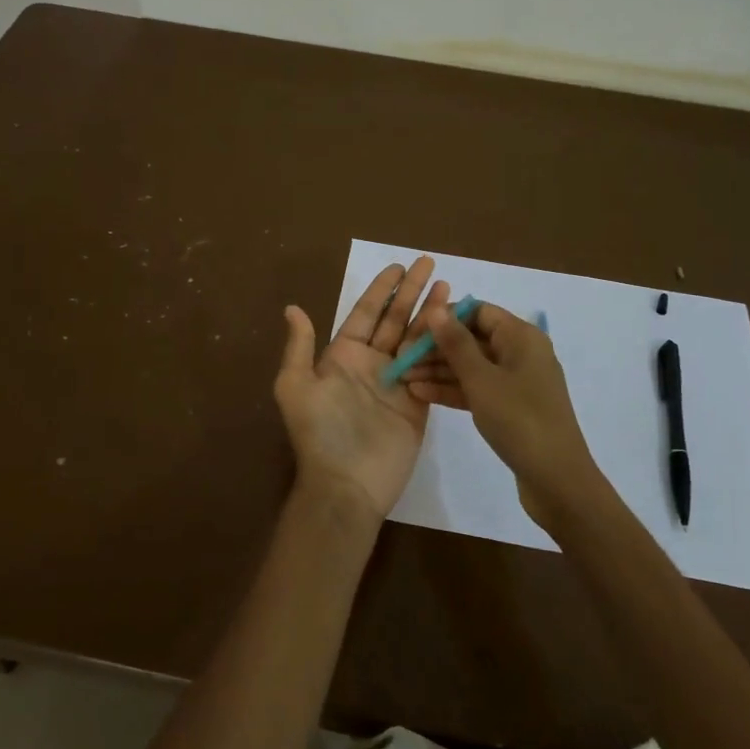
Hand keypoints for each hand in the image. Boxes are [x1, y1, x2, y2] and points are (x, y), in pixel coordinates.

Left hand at [275, 257, 449, 527]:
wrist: (347, 484)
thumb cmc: (320, 433)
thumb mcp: (296, 387)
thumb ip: (300, 347)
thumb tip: (293, 308)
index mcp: (343, 356)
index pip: (366, 313)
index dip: (383, 289)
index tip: (400, 267)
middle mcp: (371, 364)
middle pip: (395, 319)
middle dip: (412, 292)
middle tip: (431, 264)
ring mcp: (397, 382)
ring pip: (416, 338)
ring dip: (431, 313)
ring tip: (450, 287)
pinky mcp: (419, 401)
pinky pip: (432, 367)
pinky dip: (443, 346)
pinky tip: (456, 326)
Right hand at [402, 300, 607, 532]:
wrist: (557, 480)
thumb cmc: (520, 420)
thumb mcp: (482, 379)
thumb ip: (456, 343)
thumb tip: (436, 309)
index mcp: (522, 337)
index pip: (478, 312)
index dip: (445, 317)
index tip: (413, 331)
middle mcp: (521, 353)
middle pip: (472, 339)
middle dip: (436, 347)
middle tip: (400, 357)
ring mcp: (516, 382)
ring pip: (472, 366)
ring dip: (438, 370)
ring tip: (402, 378)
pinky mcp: (510, 407)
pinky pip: (477, 389)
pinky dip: (451, 390)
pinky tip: (420, 394)